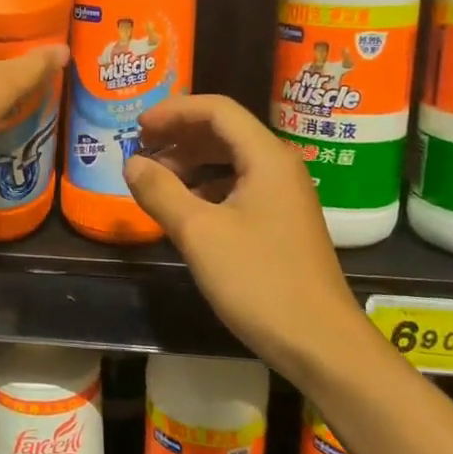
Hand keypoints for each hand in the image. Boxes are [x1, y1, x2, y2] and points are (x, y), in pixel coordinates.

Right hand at [122, 95, 365, 378]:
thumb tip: (132, 163)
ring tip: (156, 178)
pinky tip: (185, 208)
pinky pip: (239, 187)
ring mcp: (284, 196)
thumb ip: (161, 191)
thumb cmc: (260, 281)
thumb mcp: (199, 234)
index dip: (174, 111)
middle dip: (180, 134)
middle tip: (141, 148)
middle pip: (225, 131)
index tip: (137, 127)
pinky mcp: (282, 223)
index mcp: (266, 157)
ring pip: (232, 160)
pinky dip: (207, 187)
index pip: (217, 109)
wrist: (321, 343)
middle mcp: (279, 167)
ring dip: (191, 161)